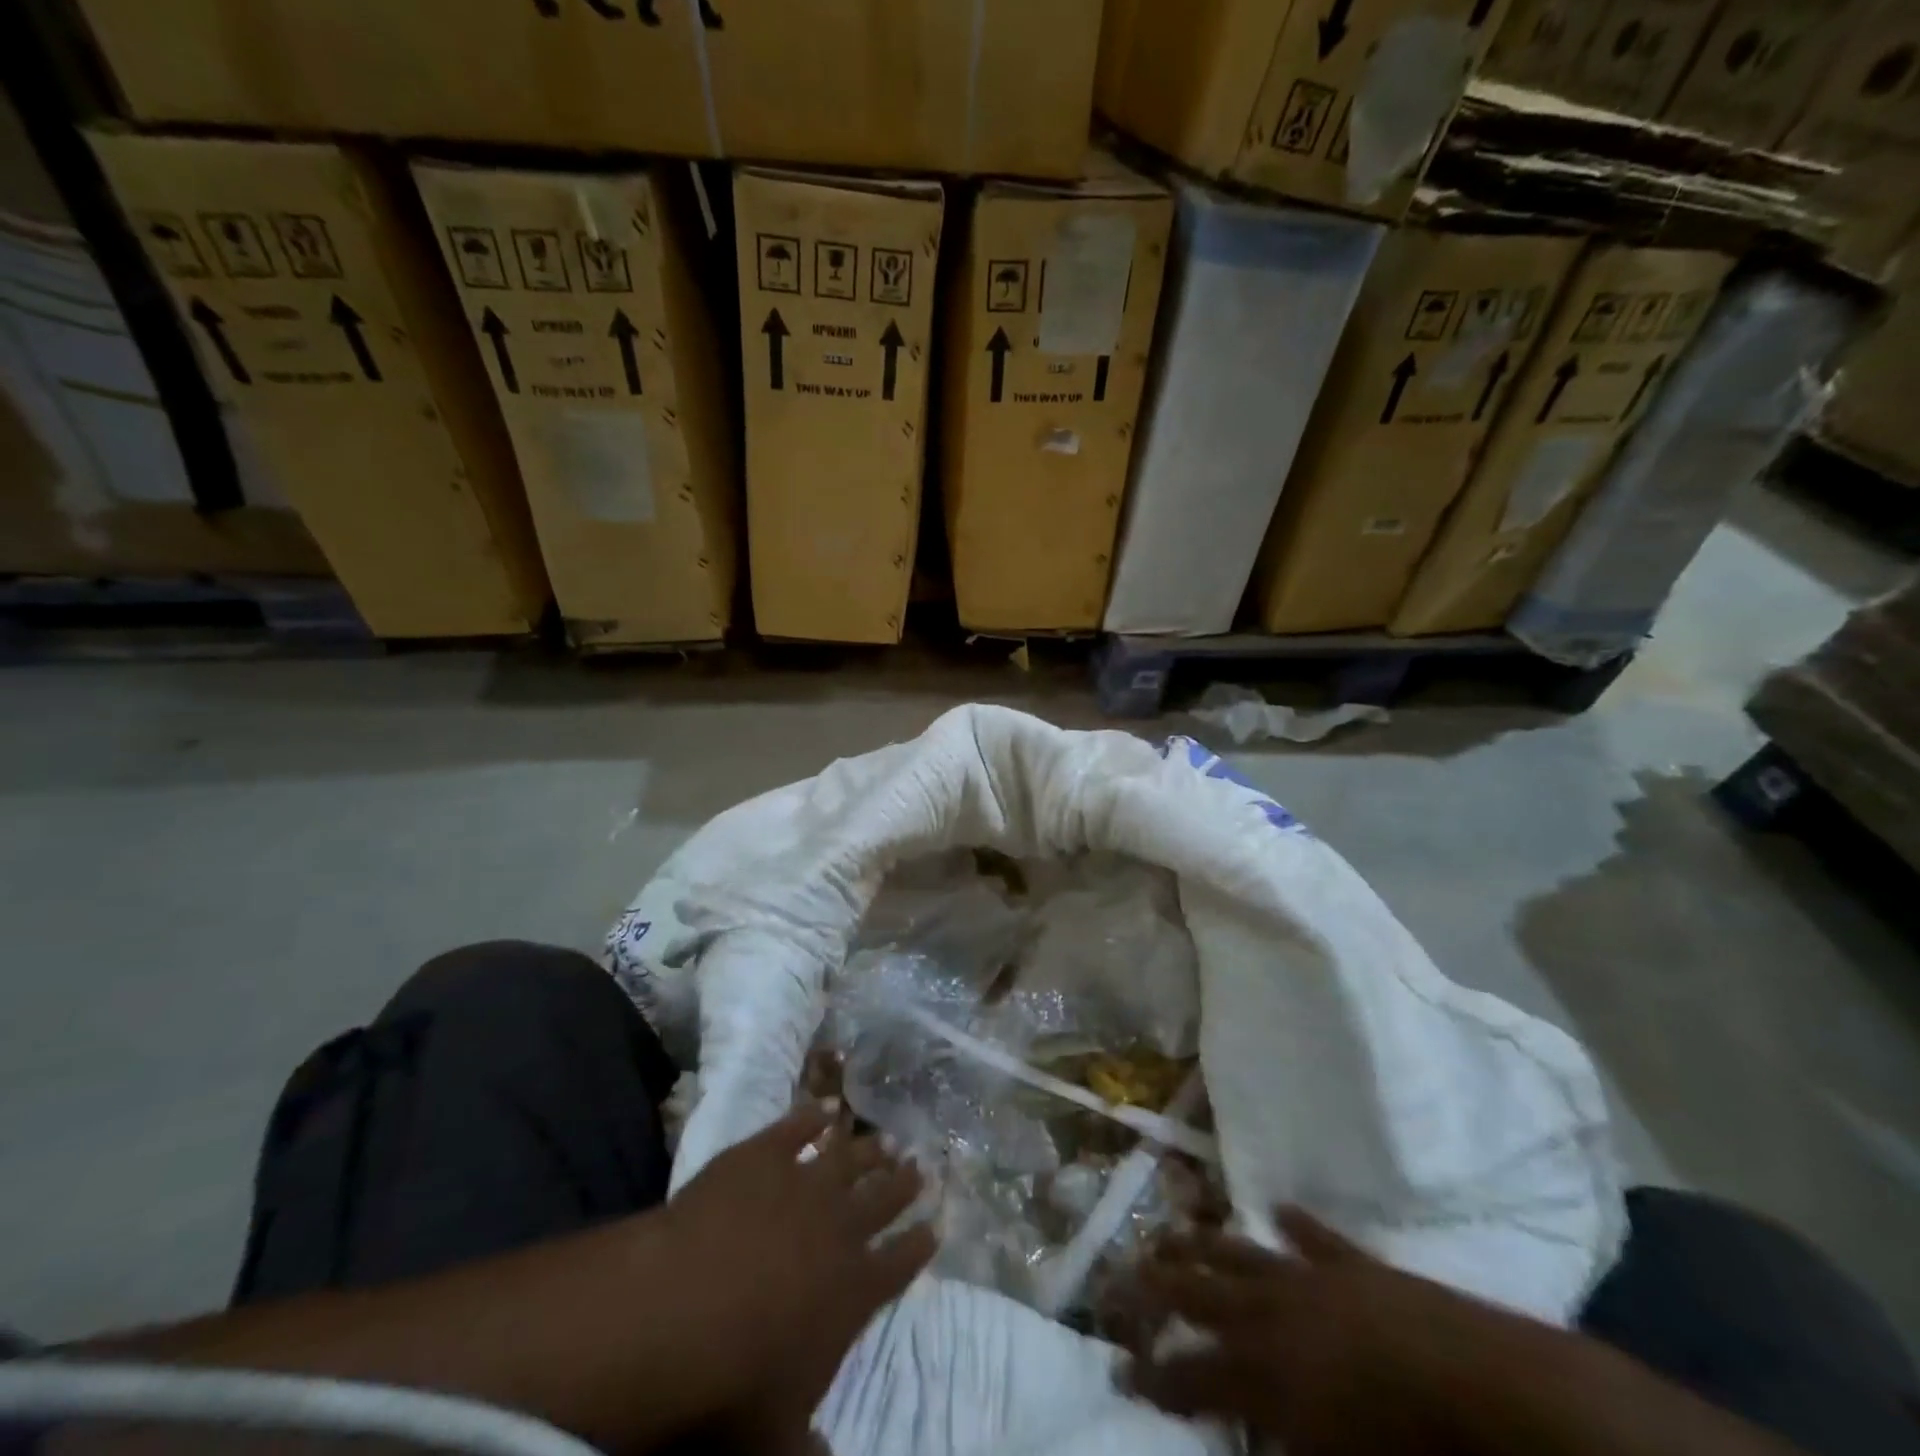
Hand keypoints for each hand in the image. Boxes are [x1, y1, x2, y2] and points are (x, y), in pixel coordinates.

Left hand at [661, 1102, 936, 1452]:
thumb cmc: (734, 1380)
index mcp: (852, 1290)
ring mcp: (803, 1182)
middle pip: (882, 1199)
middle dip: (903, 1184)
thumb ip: (806, 1448)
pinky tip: (824, 1108)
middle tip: (920, 1166)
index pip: (899, 1264)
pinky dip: (812, 1116)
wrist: (685, 1303)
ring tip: (886, 1139)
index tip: (936, 1225)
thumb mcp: (774, 1438)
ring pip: (849, 1159)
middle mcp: (840, 1227)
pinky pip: (797, 1128)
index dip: (918, 1245)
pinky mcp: (764, 1154)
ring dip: (869, 1149)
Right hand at [1121, 1208, 1538, 1454]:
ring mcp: (1309, 1279)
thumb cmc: (1402, 1447)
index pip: (1190, 1375)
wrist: (1476, 1384)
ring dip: (1201, 1242)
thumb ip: (1278, 1447)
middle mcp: (1271, 1315)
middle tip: (1121, 1272)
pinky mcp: (1351, 1262)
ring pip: (1239, 1253)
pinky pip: (1313, 1237)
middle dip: (1157, 1286)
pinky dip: (1294, 1223)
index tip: (1119, 1366)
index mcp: (1263, 1373)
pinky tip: (1276, 1207)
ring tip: (1170, 1231)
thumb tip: (1242, 1442)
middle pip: (1200, 1294)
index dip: (1153, 1375)